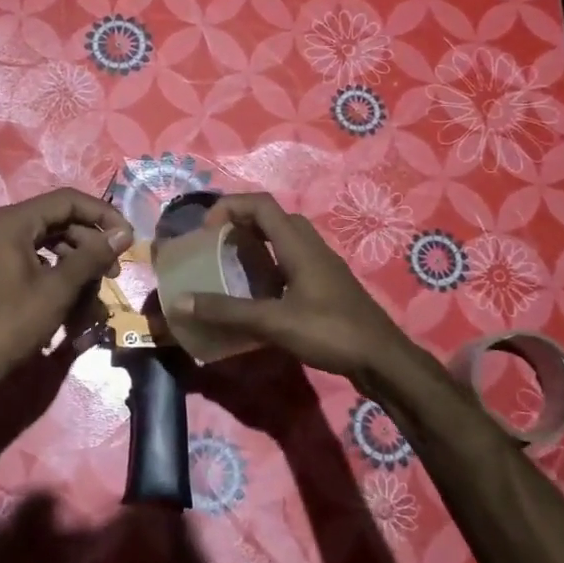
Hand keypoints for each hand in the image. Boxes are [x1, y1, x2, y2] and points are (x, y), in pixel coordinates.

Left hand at [0, 189, 133, 381]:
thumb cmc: (12, 322)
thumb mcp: (58, 289)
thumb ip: (92, 256)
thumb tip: (124, 234)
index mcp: (13, 222)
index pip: (68, 201)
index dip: (102, 215)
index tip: (128, 238)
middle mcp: (3, 227)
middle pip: (60, 222)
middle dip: (91, 247)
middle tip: (114, 273)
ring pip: (51, 245)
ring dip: (78, 267)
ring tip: (95, 298)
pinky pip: (37, 263)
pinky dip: (58, 278)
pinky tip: (73, 304)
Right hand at [172, 193, 413, 382]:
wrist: (382, 358)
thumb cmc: (331, 332)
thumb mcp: (274, 322)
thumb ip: (227, 311)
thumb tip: (181, 300)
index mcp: (298, 245)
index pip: (261, 204)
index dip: (230, 206)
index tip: (206, 229)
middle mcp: (311, 246)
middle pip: (272, 217)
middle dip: (240, 222)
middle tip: (215, 244)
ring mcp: (321, 265)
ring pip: (284, 238)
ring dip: (255, 242)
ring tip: (231, 265)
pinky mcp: (325, 284)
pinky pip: (291, 259)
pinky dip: (269, 263)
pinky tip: (259, 292)